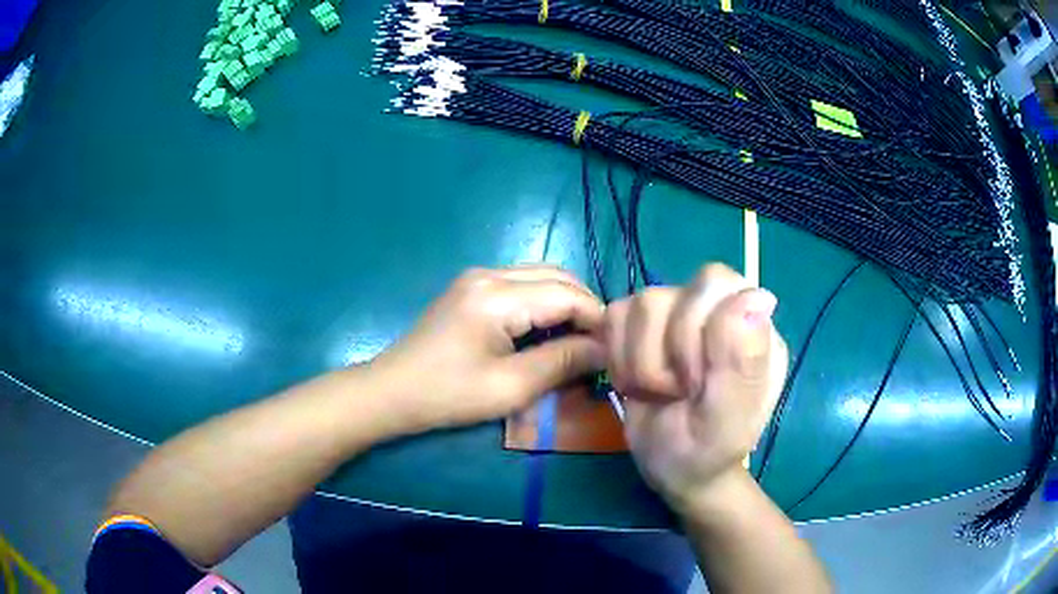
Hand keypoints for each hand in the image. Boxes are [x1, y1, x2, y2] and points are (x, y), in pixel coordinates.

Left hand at [369, 265, 605, 433]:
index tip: (613, 351)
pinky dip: (543, 304)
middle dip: (585, 308)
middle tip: (597, 346)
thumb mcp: (511, 387)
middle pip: (557, 276)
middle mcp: (490, 274)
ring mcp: (477, 277)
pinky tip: (545, 333)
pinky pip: (521, 285)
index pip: (568, 294)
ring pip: (541, 277)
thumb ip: (563, 362)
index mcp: (498, 296)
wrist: (391, 392)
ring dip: (566, 304)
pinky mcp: (471, 287)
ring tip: (576, 342)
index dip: (597, 320)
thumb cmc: (448, 395)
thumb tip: (605, 349)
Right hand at [603, 264, 787, 512]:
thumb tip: (758, 297)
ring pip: (638, 305)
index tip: (697, 382)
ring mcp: (676, 314)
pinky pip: (614, 317)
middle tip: (679, 391)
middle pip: (669, 293)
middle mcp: (715, 310)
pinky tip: (638, 383)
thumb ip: (744, 362)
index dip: (694, 330)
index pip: (716, 283)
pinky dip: (619, 359)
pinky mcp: (639, 326)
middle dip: (664, 354)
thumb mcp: (729, 419)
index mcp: (752, 326)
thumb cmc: (708, 449)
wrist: (674, 468)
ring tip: (659, 392)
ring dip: (640, 362)